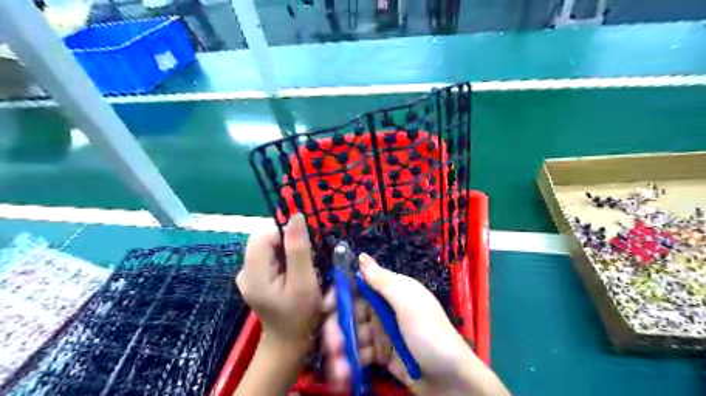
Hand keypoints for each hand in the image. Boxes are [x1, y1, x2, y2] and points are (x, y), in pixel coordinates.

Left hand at [238, 213, 323, 348]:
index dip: (285, 235)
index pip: (263, 235)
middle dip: (287, 244)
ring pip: (268, 247)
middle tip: (304, 262)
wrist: (289, 341)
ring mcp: (248, 275)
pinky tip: (291, 274)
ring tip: (299, 270)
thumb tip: (296, 216)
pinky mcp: (254, 278)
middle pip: (264, 240)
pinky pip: (269, 257)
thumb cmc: (300, 313)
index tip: (303, 249)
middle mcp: (244, 271)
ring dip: (287, 252)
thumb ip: (298, 248)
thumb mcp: (303, 281)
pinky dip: (283, 260)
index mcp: (253, 273)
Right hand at [322, 253, 510, 395]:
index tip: (325, 307)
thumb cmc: (430, 335)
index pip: (358, 286)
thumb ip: (383, 281)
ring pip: (351, 335)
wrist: (452, 381)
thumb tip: (361, 256)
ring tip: (339, 370)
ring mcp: (381, 333)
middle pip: (350, 312)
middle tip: (332, 346)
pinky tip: (346, 375)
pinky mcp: (381, 355)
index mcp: (392, 291)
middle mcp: (383, 309)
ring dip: (342, 350)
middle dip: (338, 328)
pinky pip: (359, 354)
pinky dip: (350, 363)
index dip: (340, 294)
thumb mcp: (409, 303)